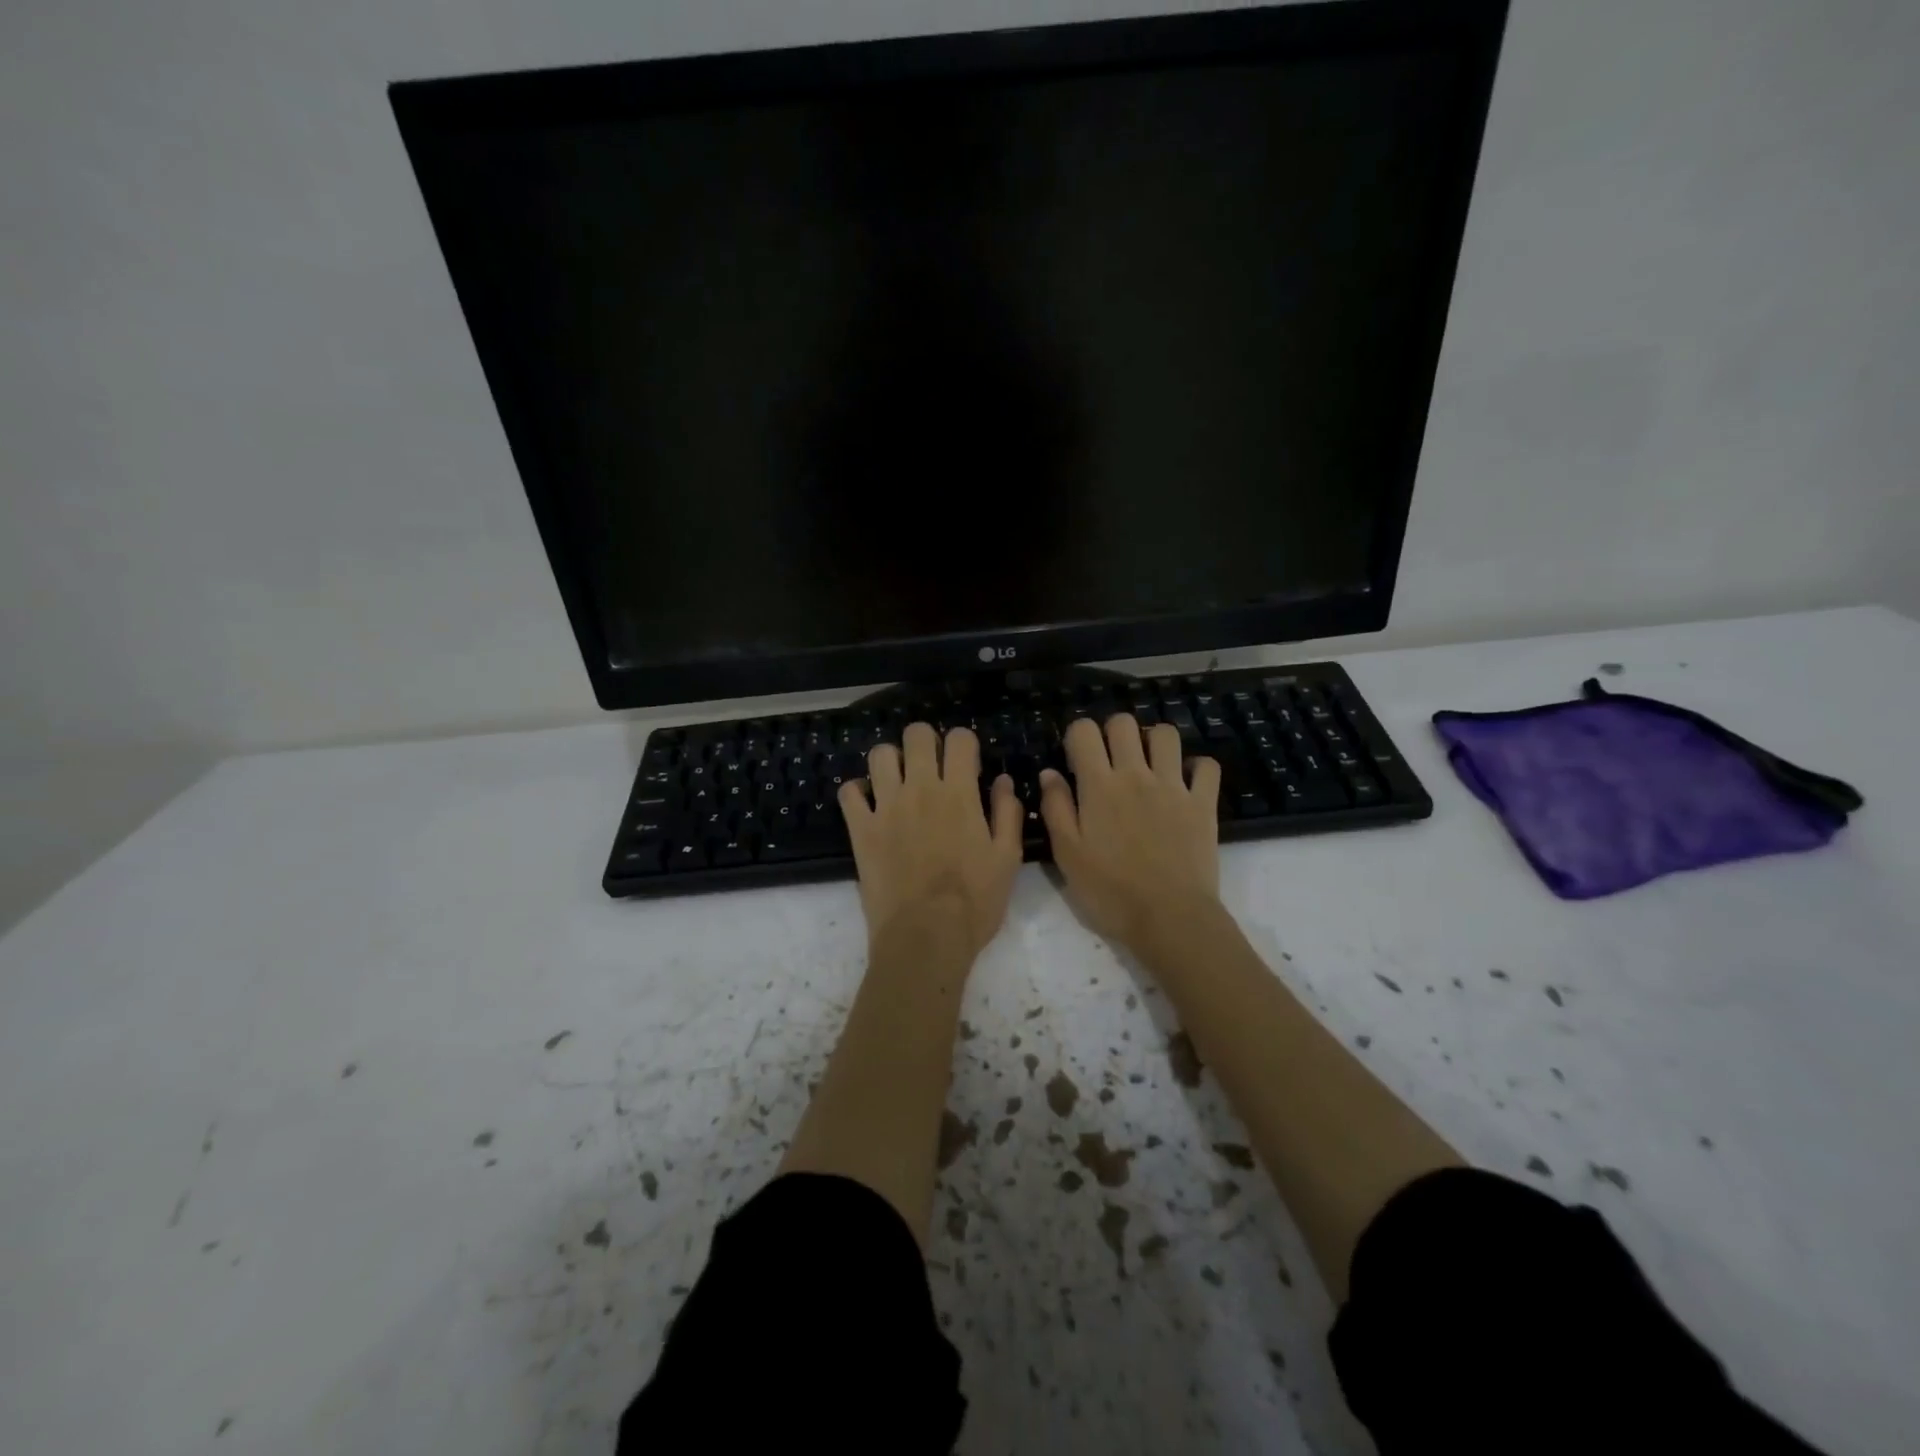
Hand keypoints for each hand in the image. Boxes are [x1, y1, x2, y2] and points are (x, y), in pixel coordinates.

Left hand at [839, 722, 1023, 961]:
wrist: (925, 937)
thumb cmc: (974, 902)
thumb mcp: (1007, 859)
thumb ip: (1007, 813)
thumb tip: (1003, 780)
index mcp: (958, 793)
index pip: (959, 739)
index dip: (964, 744)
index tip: (967, 764)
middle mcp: (920, 789)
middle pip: (916, 735)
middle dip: (926, 741)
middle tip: (931, 764)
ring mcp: (885, 807)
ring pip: (879, 755)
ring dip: (891, 761)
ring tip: (899, 780)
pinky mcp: (860, 829)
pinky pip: (849, 792)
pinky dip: (857, 791)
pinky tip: (869, 803)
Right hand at [1039, 715, 1221, 953]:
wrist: (1170, 918)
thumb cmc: (1110, 892)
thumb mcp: (1067, 855)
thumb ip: (1055, 808)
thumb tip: (1050, 773)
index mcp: (1099, 786)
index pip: (1084, 731)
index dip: (1077, 736)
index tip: (1076, 759)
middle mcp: (1136, 775)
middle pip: (1124, 723)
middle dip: (1113, 732)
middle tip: (1110, 760)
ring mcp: (1173, 786)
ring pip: (1166, 734)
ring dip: (1154, 741)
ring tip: (1148, 764)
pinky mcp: (1203, 803)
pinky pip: (1206, 766)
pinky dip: (1196, 767)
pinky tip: (1185, 782)